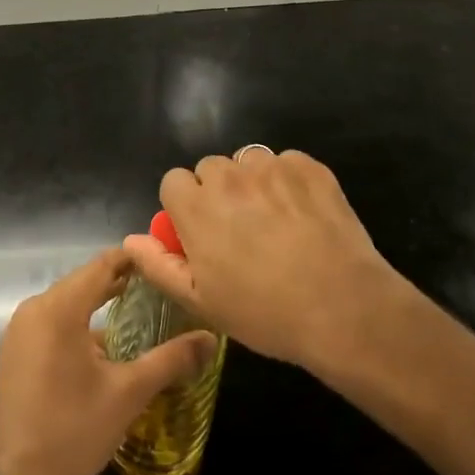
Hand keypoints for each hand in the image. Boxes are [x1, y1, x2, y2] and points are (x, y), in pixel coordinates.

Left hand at [0, 248, 216, 474]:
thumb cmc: (76, 430)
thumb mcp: (129, 393)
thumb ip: (170, 359)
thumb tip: (211, 339)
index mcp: (58, 309)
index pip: (101, 266)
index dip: (133, 259)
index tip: (164, 259)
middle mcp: (34, 309)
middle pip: (83, 281)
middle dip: (120, 281)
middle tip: (160, 285)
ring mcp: (20, 329)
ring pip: (67, 301)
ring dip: (99, 302)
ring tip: (140, 308)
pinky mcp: (16, 349)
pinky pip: (52, 320)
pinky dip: (79, 321)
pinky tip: (105, 341)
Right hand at [124, 148, 406, 371]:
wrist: (343, 307)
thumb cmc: (264, 312)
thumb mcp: (200, 301)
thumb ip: (158, 265)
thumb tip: (131, 239)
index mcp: (196, 206)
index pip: (173, 181)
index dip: (184, 207)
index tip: (201, 233)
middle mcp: (229, 176)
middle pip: (210, 168)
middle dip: (217, 193)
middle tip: (240, 231)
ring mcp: (272, 167)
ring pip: (248, 163)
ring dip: (253, 184)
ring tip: (275, 222)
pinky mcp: (309, 167)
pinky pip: (287, 163)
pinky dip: (289, 182)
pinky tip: (304, 215)